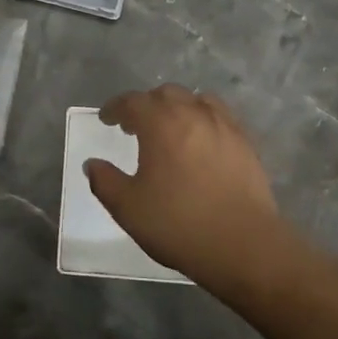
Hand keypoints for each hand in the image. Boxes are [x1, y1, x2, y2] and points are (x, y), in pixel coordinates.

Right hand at [83, 85, 295, 295]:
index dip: (115, 108)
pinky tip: (201, 140)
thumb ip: (105, 181)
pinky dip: (203, 118)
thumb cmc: (178, 224)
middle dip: (146, 105)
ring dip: (177, 108)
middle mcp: (192, 113)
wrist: (243, 244)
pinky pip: (219, 116)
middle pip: (165, 94)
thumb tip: (92, 164)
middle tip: (135, 125)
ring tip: (170, 128)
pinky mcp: (245, 142)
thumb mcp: (128, 208)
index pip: (132, 102)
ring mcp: (223, 125)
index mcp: (160, 123)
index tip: (106, 119)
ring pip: (195, 100)